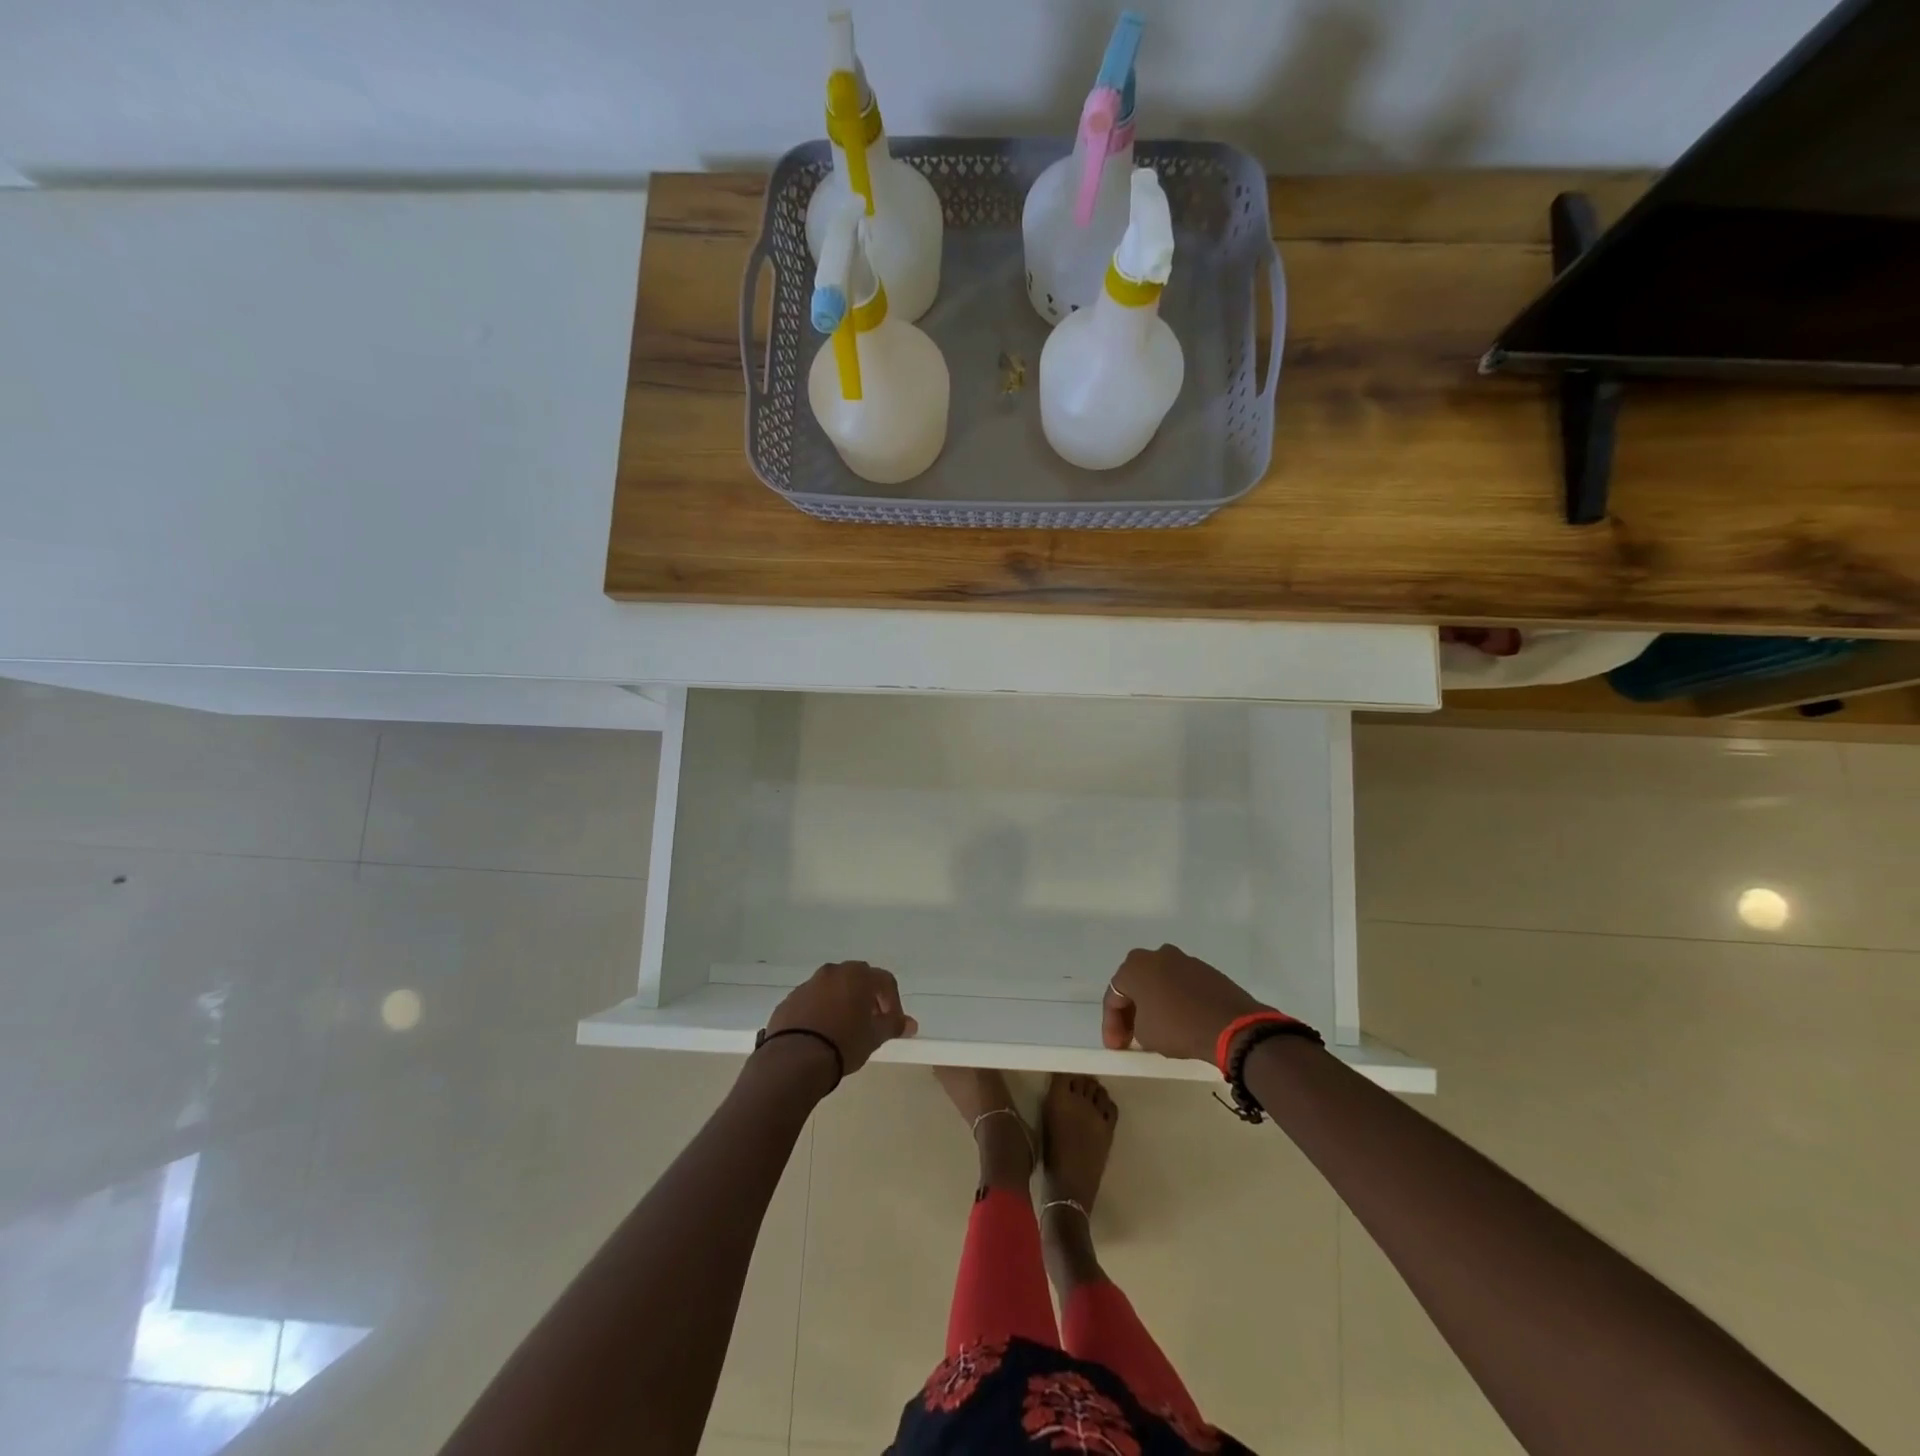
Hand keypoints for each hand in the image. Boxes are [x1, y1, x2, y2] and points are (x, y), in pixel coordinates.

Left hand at [766, 961, 917, 1076]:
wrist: (795, 1058)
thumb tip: (911, 1024)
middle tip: (871, 1023)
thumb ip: (893, 1025)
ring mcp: (808, 984)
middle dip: (867, 999)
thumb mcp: (874, 1036)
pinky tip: (821, 1034)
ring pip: (832, 989)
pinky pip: (812, 1001)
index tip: (893, 1024)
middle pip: (857, 980)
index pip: (885, 981)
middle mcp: (833, 972)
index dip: (893, 1002)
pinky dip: (820, 1012)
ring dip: (842, 1003)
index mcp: (857, 975)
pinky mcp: (790, 1001)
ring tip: (844, 1030)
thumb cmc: (844, 1042)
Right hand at [1102, 944, 1271, 1063]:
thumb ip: (1136, 1024)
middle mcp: (1157, 955)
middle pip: (1136, 984)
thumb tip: (1145, 1022)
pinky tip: (1180, 1020)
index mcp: (1135, 966)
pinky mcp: (1206, 970)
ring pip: (1159, 982)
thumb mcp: (1145, 1034)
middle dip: (1131, 1010)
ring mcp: (1184, 960)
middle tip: (1130, 1035)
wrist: (1232, 1025)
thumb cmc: (1178, 1027)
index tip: (1116, 1047)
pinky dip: (1175, 1000)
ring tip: (1156, 1028)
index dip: (1111, 1023)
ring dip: (1154, 1003)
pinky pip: (1181, 985)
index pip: (1114, 996)